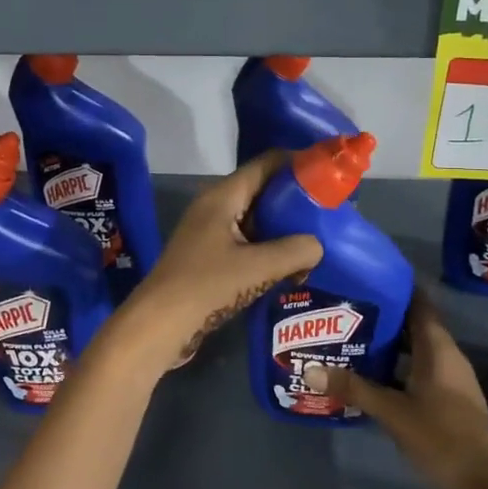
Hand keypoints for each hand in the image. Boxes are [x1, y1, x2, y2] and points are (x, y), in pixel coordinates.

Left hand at [114, 152, 322, 371]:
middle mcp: (215, 208)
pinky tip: (291, 267)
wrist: (158, 325)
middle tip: (329, 210)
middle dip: (295, 199)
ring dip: (284, 229)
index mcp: (222, 197)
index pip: (265, 164)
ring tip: (318, 240)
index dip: (297, 163)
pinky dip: (269, 250)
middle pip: (262, 191)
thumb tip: (318, 246)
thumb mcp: (257, 267)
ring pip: (256, 220)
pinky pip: (247, 244)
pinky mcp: (209, 258)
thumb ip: (295, 251)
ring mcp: (210, 234)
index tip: (328, 172)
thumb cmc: (206, 286)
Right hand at [303, 293, 487, 488]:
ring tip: (350, 335)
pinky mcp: (447, 398)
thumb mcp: (392, 412)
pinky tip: (369, 373)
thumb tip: (310, 368)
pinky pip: (417, 368)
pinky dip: (395, 365)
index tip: (365, 275)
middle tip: (345, 307)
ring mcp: (449, 378)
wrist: (485, 484)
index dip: (395, 286)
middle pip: (413, 324)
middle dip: (383, 315)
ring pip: (414, 348)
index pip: (418, 302)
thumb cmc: (441, 438)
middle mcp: (446, 355)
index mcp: (438, 348)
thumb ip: (353, 388)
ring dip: (388, 342)